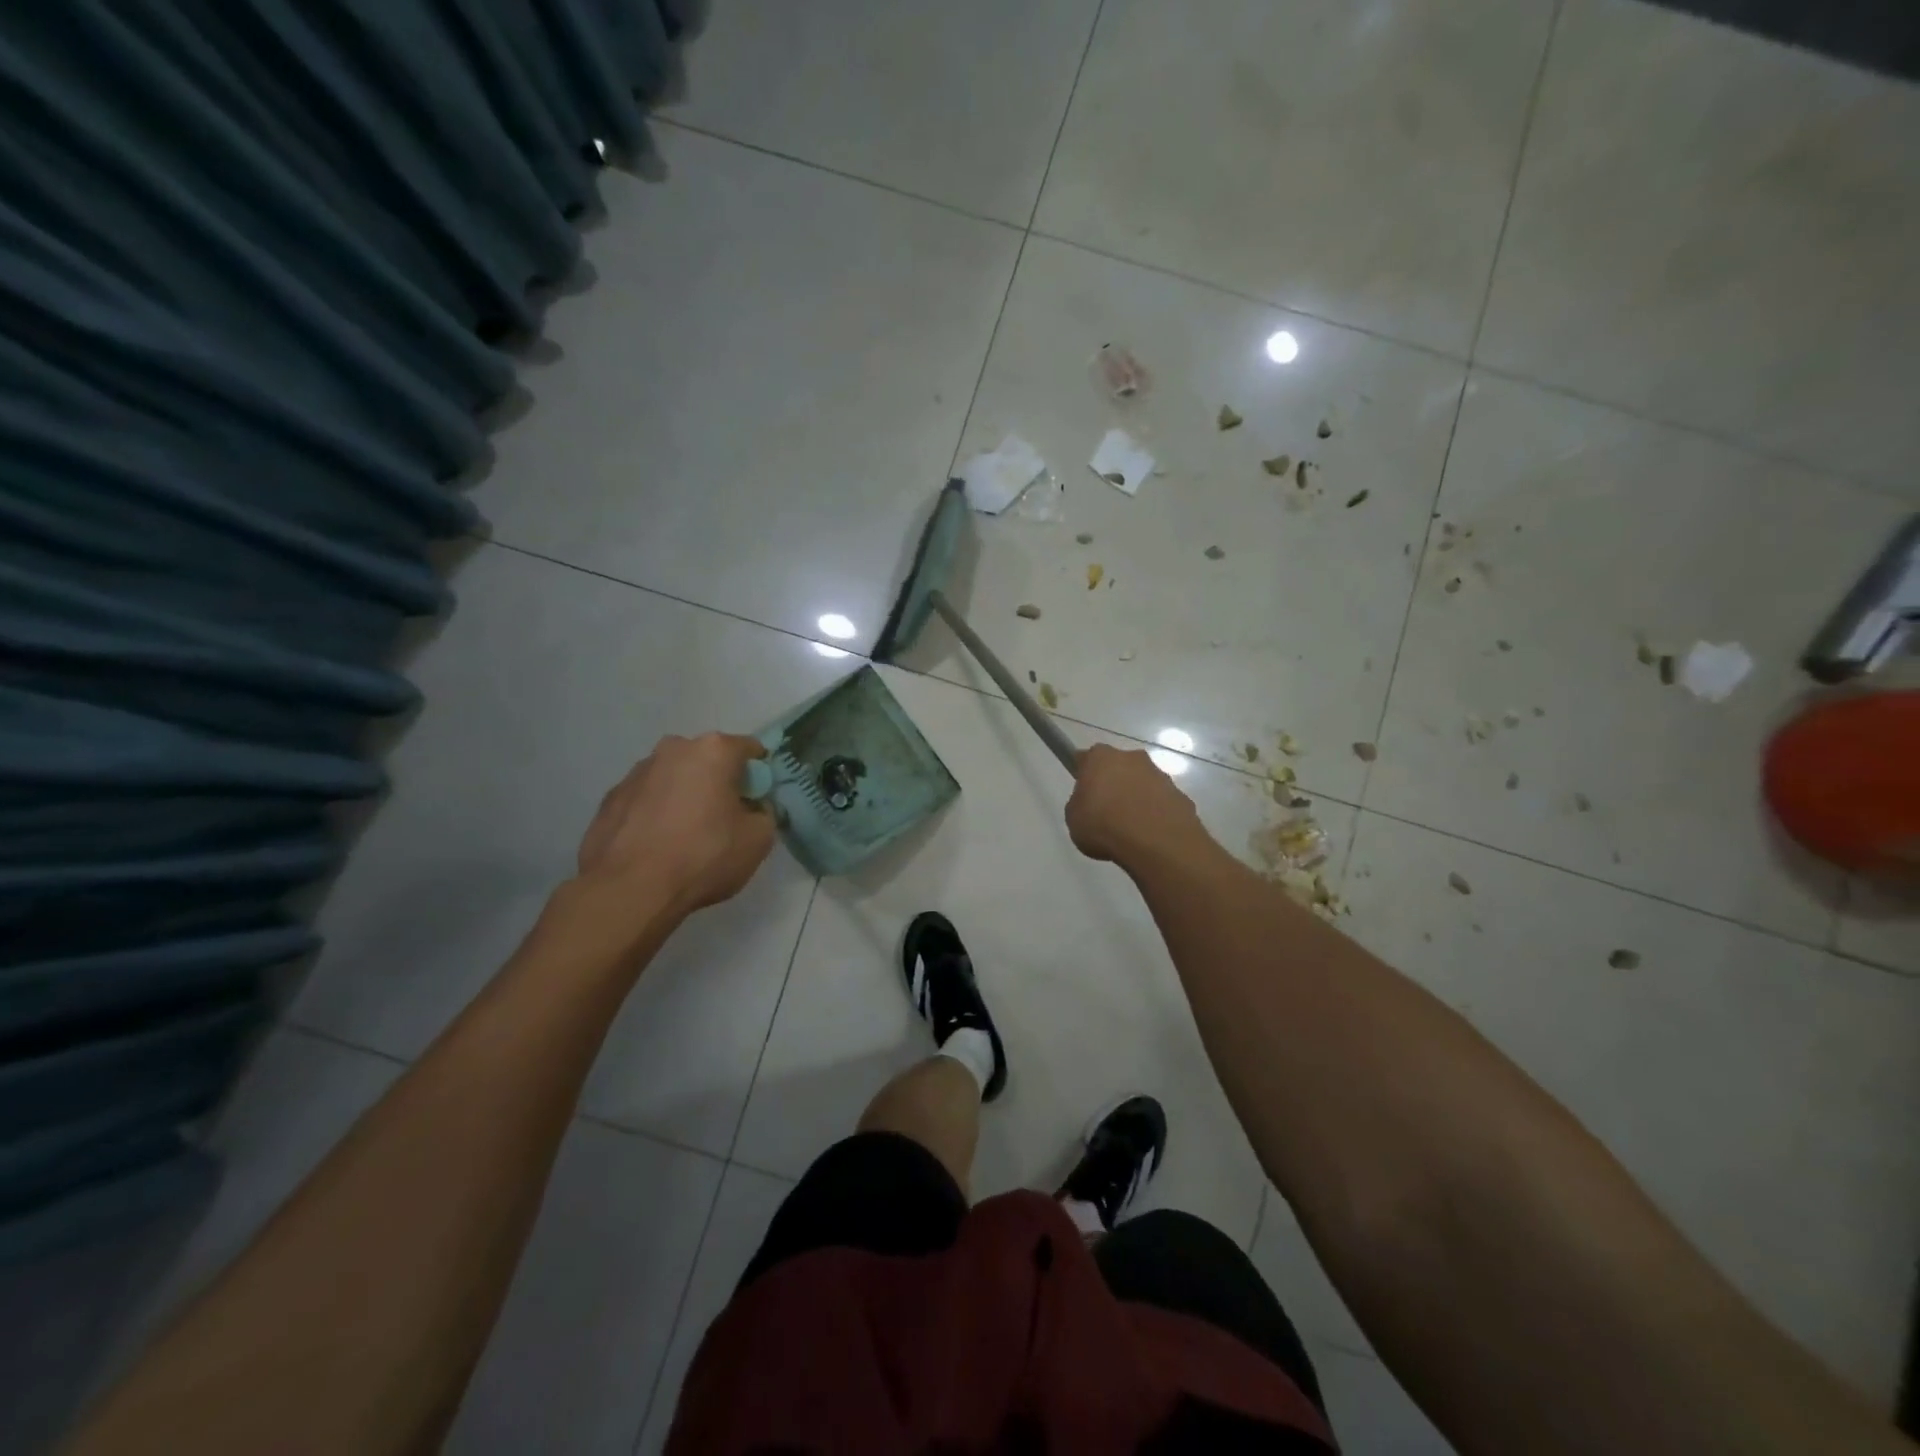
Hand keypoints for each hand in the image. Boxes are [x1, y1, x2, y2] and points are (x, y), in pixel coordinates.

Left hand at [576, 733, 775, 914]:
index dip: (759, 776)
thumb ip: (764, 814)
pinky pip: (646, 799)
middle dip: (719, 782)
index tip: (757, 801)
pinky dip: (655, 813)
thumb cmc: (703, 856)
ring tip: (685, 836)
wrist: (630, 890)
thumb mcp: (758, 840)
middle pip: (708, 760)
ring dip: (684, 796)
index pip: (750, 749)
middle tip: (723, 819)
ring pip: (674, 777)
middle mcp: (674, 749)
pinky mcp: (610, 798)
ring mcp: (637, 772)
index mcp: (714, 751)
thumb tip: (753, 809)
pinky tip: (657, 845)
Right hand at [1065, 743, 1207, 867]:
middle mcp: (1132, 758)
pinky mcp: (1181, 796)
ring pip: (1143, 784)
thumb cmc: (1104, 826)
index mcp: (1101, 757)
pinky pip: (1162, 803)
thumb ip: (1080, 804)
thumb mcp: (1073, 818)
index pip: (1087, 759)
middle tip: (1105, 812)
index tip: (1083, 795)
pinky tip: (1149, 836)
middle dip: (1113, 784)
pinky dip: (1155, 814)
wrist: (1156, 843)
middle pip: (1118, 767)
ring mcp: (1160, 776)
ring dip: (1136, 798)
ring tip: (1130, 829)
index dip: (1084, 775)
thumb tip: (1090, 804)